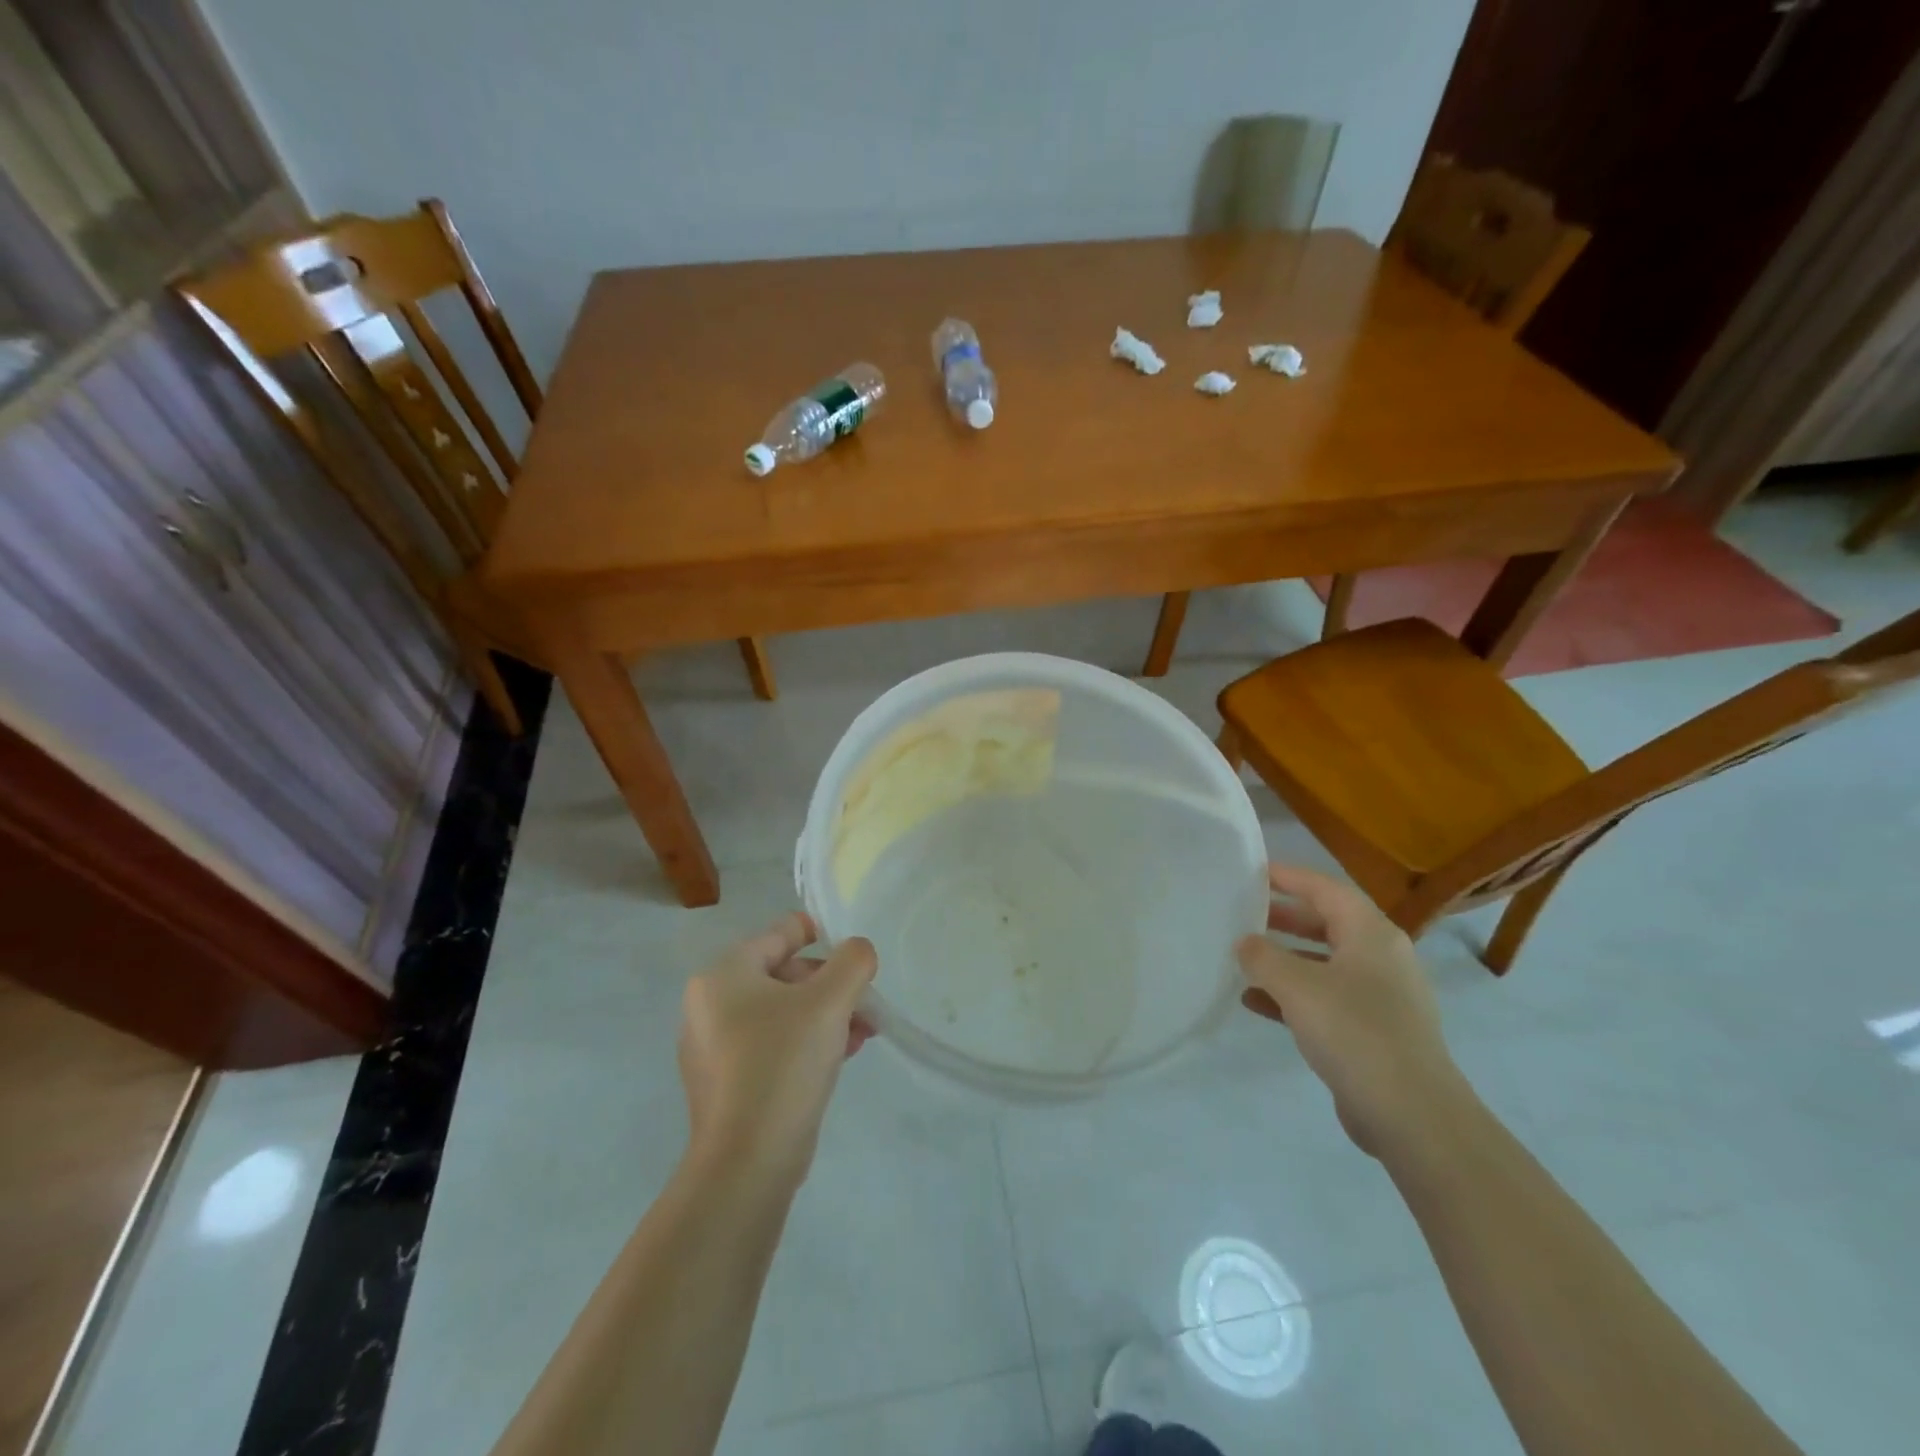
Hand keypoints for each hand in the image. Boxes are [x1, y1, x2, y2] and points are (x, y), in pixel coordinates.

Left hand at [678, 912, 877, 1185]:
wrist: (747, 1162)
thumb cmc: (783, 1063)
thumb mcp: (829, 1001)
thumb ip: (852, 961)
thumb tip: (858, 950)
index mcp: (723, 974)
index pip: (780, 933)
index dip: (821, 932)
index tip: (854, 948)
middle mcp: (709, 1004)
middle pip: (784, 974)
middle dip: (830, 985)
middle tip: (865, 1002)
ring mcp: (713, 1046)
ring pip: (782, 1012)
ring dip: (825, 1015)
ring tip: (863, 1033)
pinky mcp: (726, 1082)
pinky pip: (772, 1045)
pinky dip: (806, 1042)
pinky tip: (841, 1056)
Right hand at [1236, 864, 1470, 1157]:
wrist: (1412, 1115)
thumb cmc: (1354, 1031)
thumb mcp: (1297, 986)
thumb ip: (1263, 957)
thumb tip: (1244, 942)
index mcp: (1372, 934)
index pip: (1326, 889)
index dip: (1290, 877)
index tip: (1255, 872)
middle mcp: (1381, 958)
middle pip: (1328, 923)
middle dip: (1285, 918)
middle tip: (1245, 913)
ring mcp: (1381, 997)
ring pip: (1325, 963)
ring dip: (1285, 958)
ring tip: (1244, 957)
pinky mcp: (1374, 1032)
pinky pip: (1326, 998)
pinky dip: (1293, 995)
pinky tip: (1255, 1002)